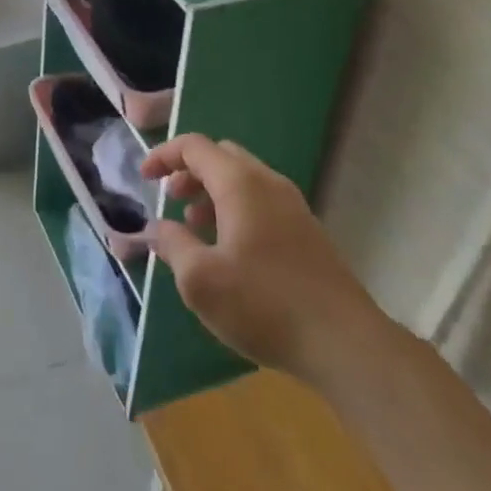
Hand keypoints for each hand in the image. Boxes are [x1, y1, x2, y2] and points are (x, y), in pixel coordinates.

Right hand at [142, 134, 380, 379]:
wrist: (346, 345)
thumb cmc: (264, 305)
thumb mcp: (200, 280)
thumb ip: (172, 245)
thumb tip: (157, 228)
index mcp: (240, 183)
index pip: (194, 146)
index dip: (164, 155)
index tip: (144, 178)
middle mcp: (268, 183)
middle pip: (221, 156)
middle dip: (189, 172)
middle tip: (170, 200)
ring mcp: (293, 206)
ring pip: (243, 180)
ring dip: (212, 193)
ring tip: (195, 229)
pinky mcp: (307, 232)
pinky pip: (262, 202)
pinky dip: (235, 210)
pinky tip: (230, 252)